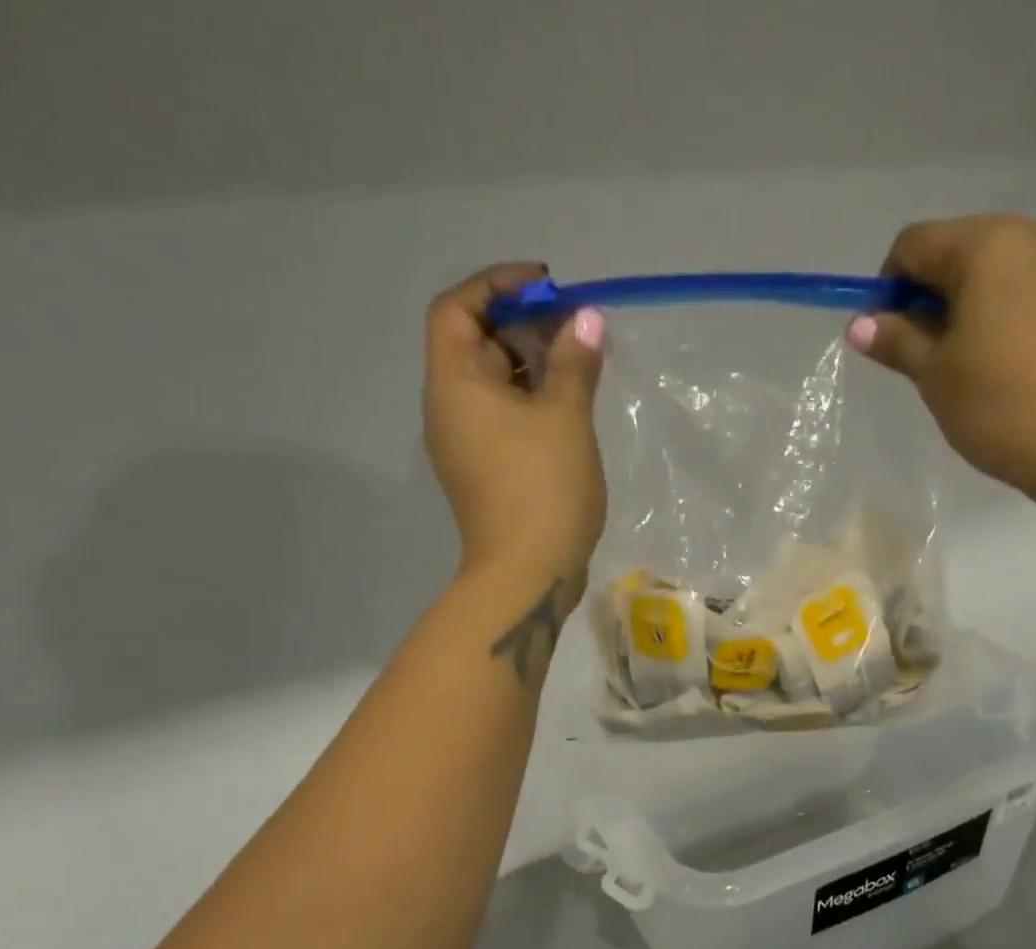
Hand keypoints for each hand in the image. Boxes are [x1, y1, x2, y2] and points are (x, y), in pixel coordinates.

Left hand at [422, 264, 607, 596]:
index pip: (457, 308)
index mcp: (453, 384)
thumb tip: (586, 318)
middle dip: (523, 326)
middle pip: (475, 345)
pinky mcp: (485, 474)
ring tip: (581, 365)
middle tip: (576, 328)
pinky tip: (570, 409)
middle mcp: (448, 410)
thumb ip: (575, 361)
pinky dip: (531, 403)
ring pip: (493, 386)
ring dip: (532, 366)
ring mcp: (465, 446)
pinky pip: (503, 420)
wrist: (527, 576)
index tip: (547, 286)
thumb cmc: (543, 488)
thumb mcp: (565, 416)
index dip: (497, 285)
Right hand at [848, 215, 1035, 504]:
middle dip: (931, 296)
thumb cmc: (1002, 407)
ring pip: (998, 271)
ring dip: (970, 306)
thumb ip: (897, 341)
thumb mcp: (936, 377)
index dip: (888, 287)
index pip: (914, 244)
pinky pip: (1032, 289)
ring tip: (970, 365)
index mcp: (986, 246)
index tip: (888, 338)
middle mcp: (1032, 234)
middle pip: (959, 250)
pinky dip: (1007, 314)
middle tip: (927, 358)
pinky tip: (1010, 364)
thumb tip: (859, 324)